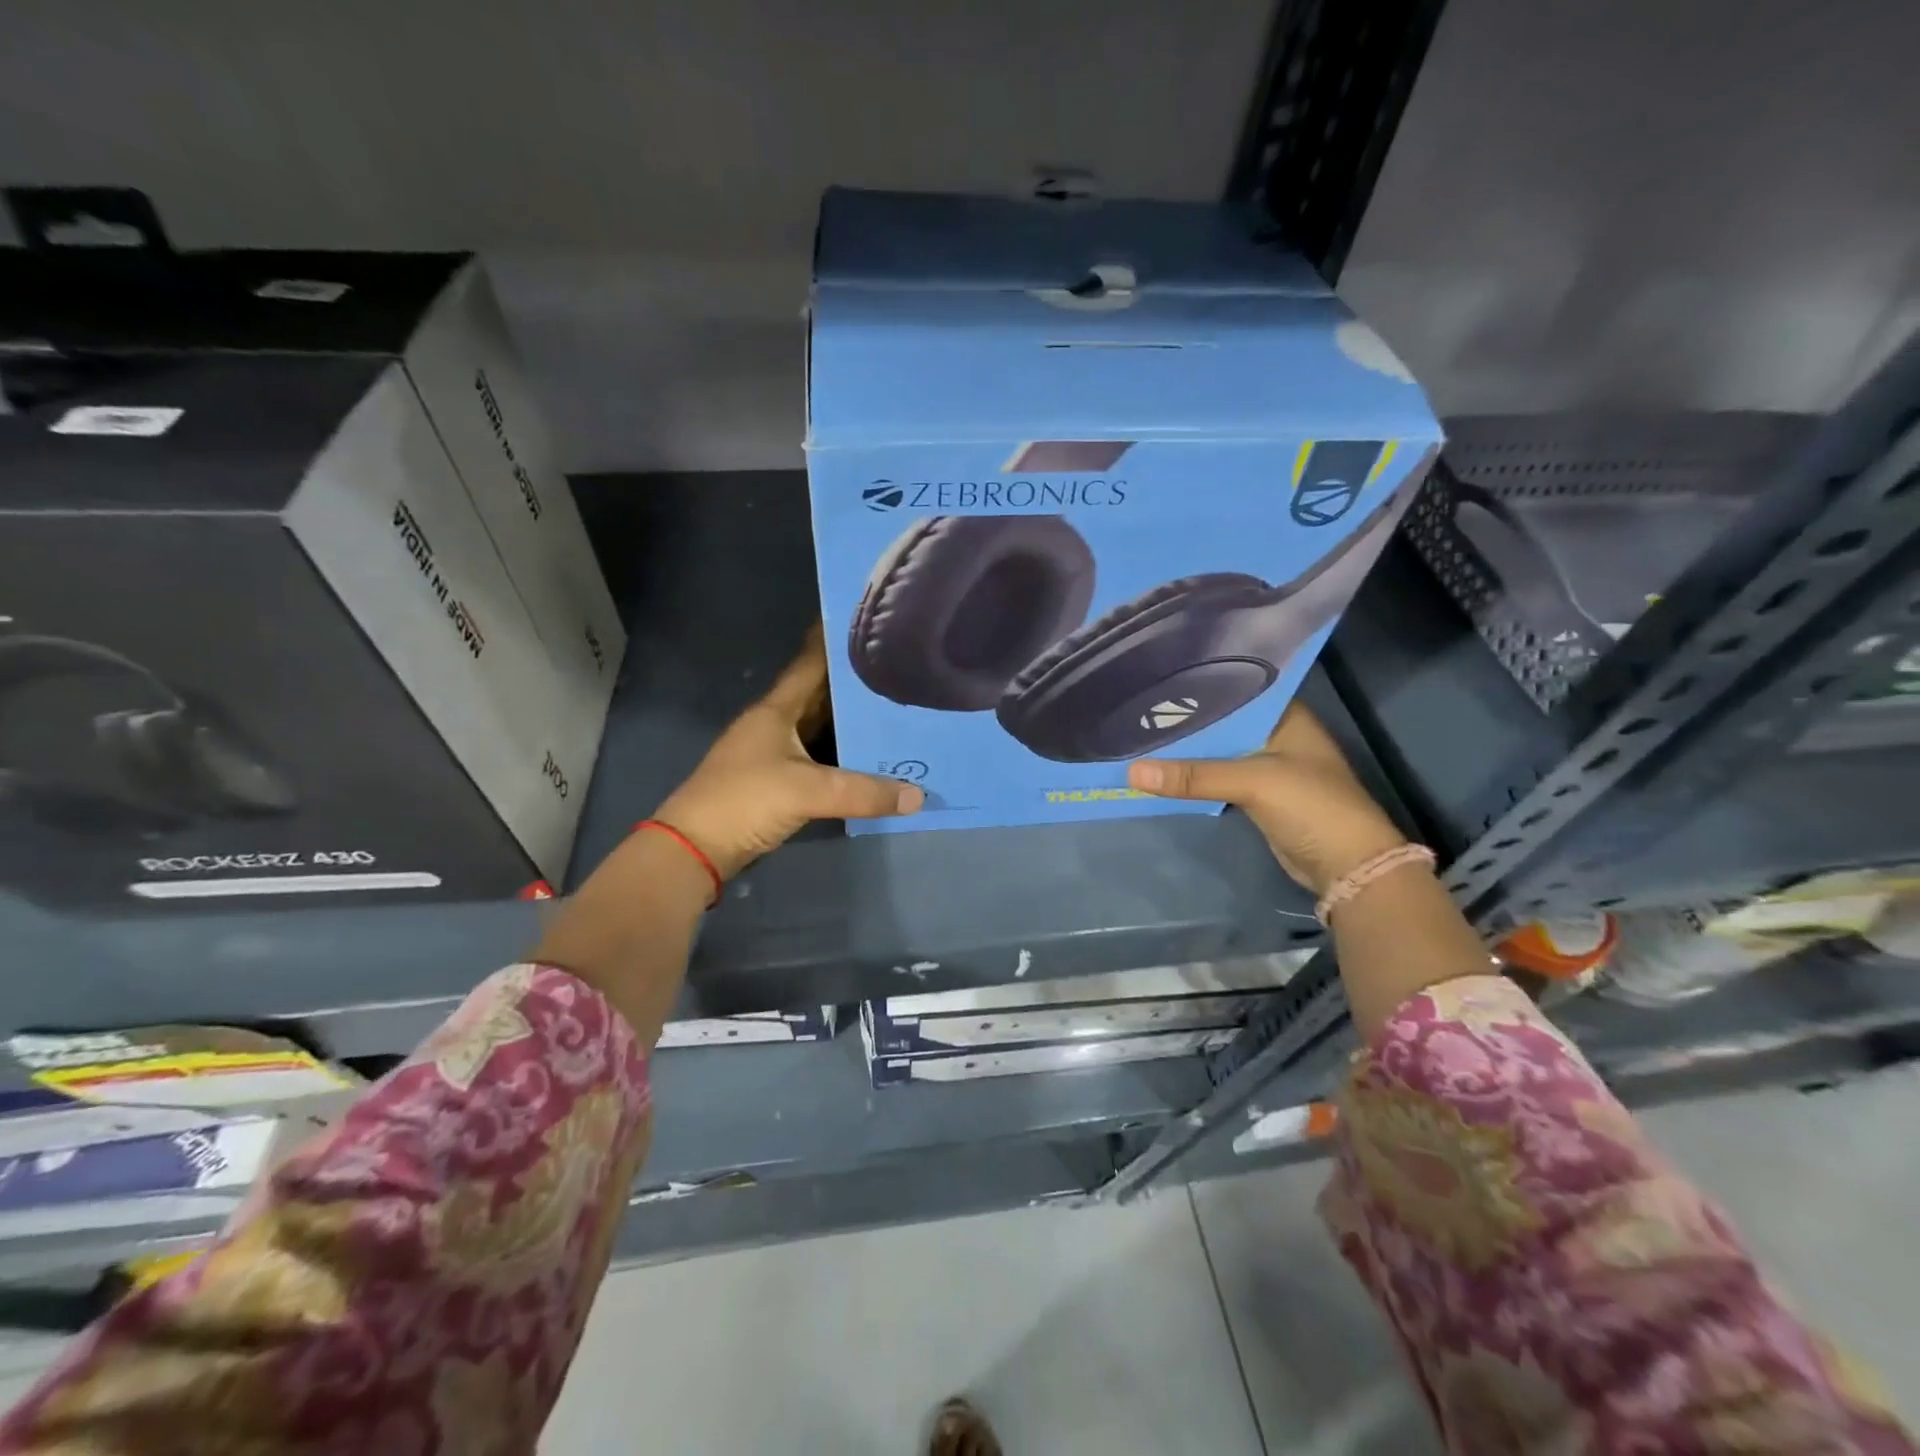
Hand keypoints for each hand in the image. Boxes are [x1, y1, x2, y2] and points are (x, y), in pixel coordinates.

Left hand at [654, 626, 923, 878]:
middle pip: (822, 696)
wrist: (696, 848)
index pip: (810, 663)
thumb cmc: (745, 800)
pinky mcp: (780, 782)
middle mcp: (777, 725)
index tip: (869, 623)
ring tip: (898, 710)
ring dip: (854, 722)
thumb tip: (919, 796)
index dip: (835, 641)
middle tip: (901, 671)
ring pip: (823, 729)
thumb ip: (864, 792)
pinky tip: (874, 757)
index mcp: (776, 710)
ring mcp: (776, 754)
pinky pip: (822, 760)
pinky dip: (846, 756)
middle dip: (857, 685)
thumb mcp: (808, 791)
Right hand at [1127, 702, 1408, 896]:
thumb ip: (1194, 775)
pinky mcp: (1258, 796)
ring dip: (1187, 752)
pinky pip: (1218, 778)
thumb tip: (1131, 772)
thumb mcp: (1253, 782)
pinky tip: (1163, 769)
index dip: (1195, 689)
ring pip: (1217, 753)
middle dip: (1184, 723)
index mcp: (1285, 716)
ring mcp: (1268, 766)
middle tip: (1135, 710)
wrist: (1349, 867)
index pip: (1233, 691)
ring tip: (1139, 735)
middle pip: (1221, 724)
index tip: (1153, 683)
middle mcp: (1276, 734)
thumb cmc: (1312, 806)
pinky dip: (1195, 777)